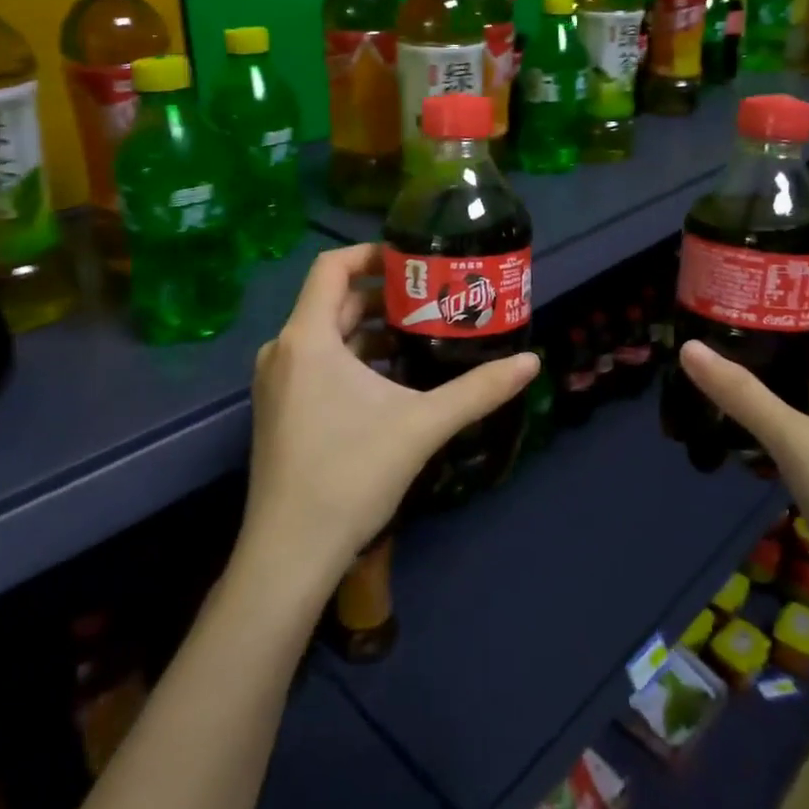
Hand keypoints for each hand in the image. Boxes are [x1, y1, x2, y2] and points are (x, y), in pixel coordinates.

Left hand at [240, 244, 537, 591]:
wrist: (289, 554)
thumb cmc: (350, 475)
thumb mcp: (422, 426)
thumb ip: (479, 390)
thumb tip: (532, 362)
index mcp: (307, 338)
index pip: (332, 266)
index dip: (373, 254)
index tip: (415, 260)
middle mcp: (284, 350)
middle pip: (335, 301)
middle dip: (385, 296)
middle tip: (433, 299)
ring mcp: (277, 382)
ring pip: (327, 336)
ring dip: (372, 332)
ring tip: (422, 337)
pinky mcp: (280, 409)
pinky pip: (318, 363)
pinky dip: (354, 359)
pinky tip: (394, 381)